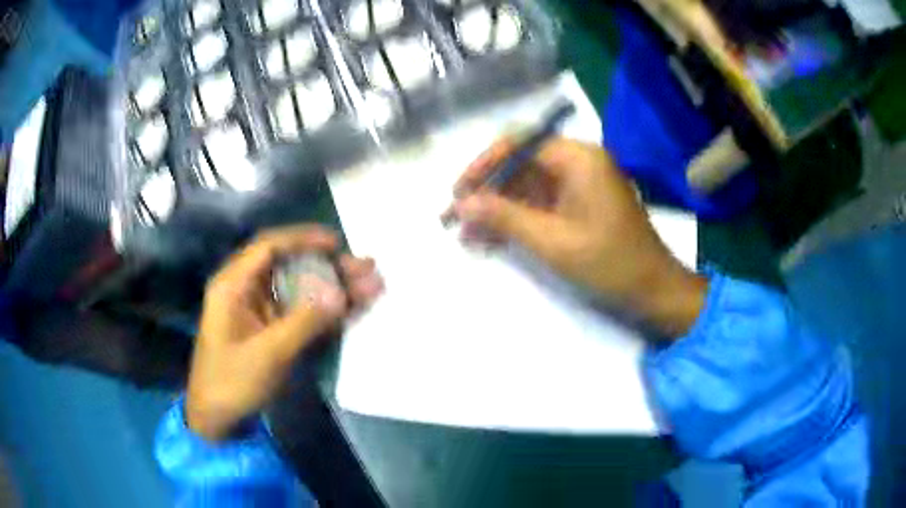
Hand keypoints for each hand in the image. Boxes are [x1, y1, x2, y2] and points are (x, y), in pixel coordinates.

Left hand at [186, 226, 383, 441]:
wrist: (218, 419)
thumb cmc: (232, 382)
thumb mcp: (268, 353)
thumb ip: (304, 322)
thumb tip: (341, 294)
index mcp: (234, 285)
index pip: (269, 247)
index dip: (304, 239)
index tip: (337, 244)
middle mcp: (247, 291)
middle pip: (290, 267)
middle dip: (329, 267)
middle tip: (366, 267)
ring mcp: (260, 312)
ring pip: (300, 290)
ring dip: (333, 288)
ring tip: (372, 286)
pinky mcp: (272, 331)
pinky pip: (302, 313)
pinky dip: (327, 311)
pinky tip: (354, 309)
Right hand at [451, 137, 705, 337]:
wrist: (653, 291)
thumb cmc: (609, 263)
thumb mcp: (552, 241)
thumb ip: (504, 217)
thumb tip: (461, 203)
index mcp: (578, 158)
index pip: (519, 144)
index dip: (483, 165)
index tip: (458, 192)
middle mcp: (579, 162)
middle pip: (521, 165)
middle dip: (487, 191)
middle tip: (456, 219)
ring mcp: (580, 184)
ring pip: (528, 187)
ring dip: (498, 209)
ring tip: (468, 236)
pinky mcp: (580, 205)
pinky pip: (541, 204)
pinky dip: (518, 219)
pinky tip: (493, 240)